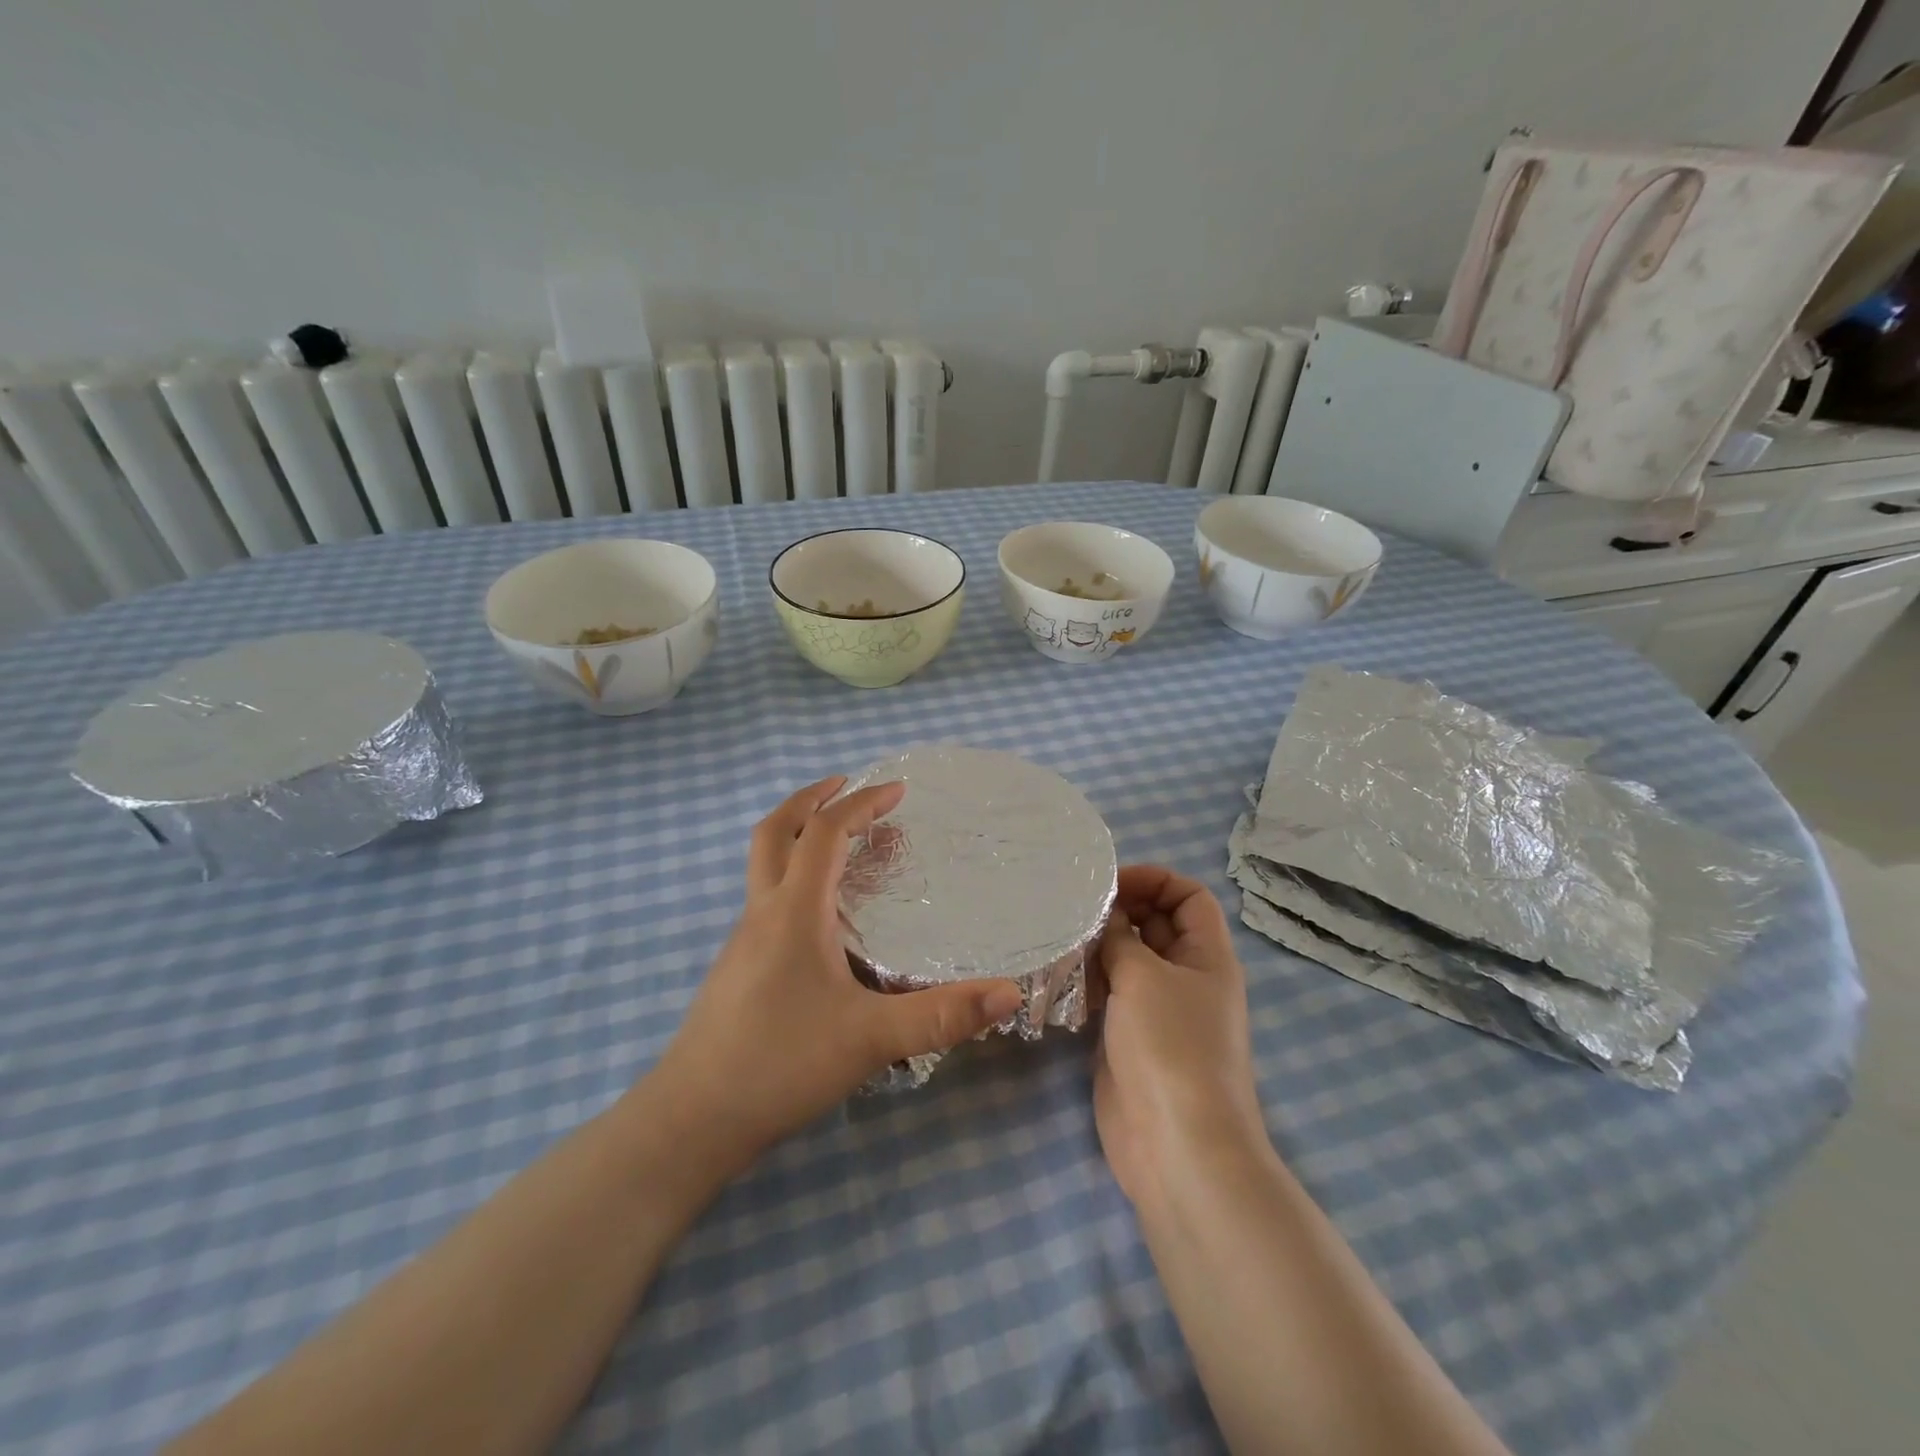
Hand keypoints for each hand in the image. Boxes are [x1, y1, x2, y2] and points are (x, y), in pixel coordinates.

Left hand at [650, 777, 1023, 1171]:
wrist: (691, 1120)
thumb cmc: (780, 1065)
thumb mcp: (870, 1040)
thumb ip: (942, 1016)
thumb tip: (1010, 994)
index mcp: (793, 912)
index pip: (825, 833)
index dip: (861, 803)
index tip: (897, 790)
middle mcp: (762, 914)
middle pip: (775, 832)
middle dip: (810, 799)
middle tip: (845, 786)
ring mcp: (742, 941)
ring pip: (764, 866)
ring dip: (798, 838)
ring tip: (840, 845)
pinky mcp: (736, 969)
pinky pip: (765, 899)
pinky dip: (792, 878)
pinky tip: (819, 918)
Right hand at [1093, 865, 1267, 1208]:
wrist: (1178, 1147)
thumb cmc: (1171, 1047)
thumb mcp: (1144, 977)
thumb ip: (1119, 936)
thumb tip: (1104, 914)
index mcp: (1207, 956)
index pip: (1188, 896)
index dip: (1154, 880)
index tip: (1109, 883)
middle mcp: (1186, 977)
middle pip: (1156, 924)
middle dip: (1119, 909)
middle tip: (1072, 906)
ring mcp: (1158, 1010)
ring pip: (1128, 959)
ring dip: (1098, 945)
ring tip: (1060, 936)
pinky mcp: (1130, 1038)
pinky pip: (1110, 993)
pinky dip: (1089, 979)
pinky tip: (1060, 976)